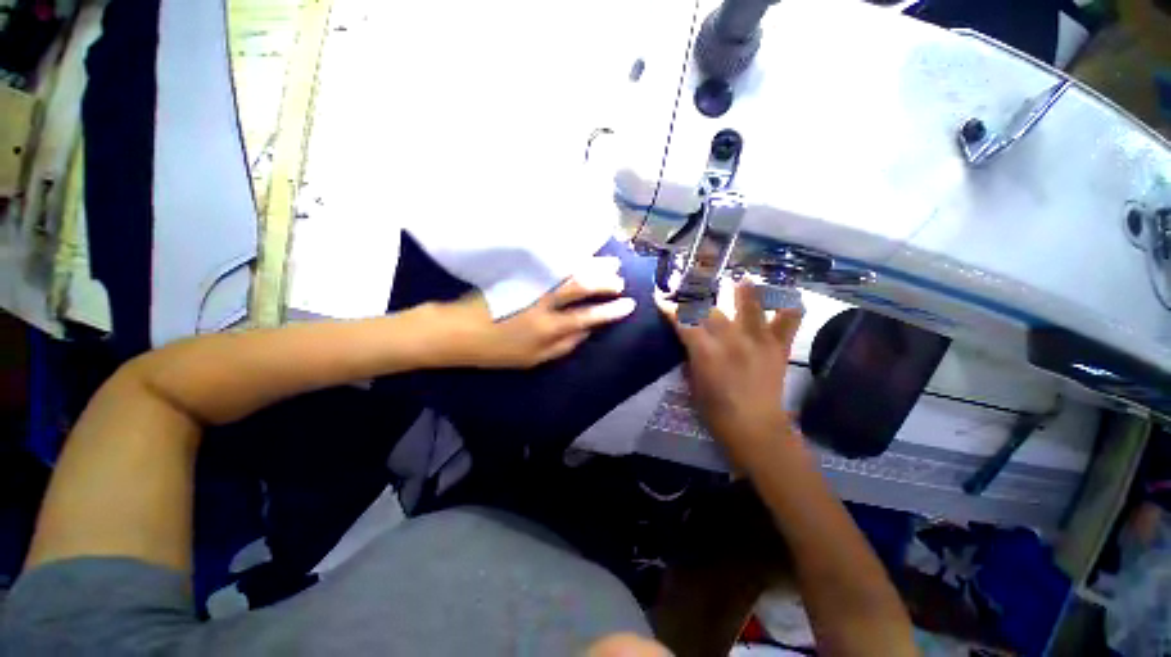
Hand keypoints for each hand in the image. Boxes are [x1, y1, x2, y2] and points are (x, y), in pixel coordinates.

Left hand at [439, 256, 636, 368]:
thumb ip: (564, 345)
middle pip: (582, 287)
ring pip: (569, 271)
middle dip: (606, 283)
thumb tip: (587, 330)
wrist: (456, 331)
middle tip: (620, 280)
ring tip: (611, 263)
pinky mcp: (520, 273)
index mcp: (548, 329)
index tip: (628, 305)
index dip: (610, 311)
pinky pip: (551, 263)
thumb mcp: (533, 359)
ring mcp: (531, 285)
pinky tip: (581, 255)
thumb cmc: (497, 351)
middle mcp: (544, 304)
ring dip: (593, 266)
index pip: (589, 317)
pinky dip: (570, 258)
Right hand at [657, 283, 801, 461]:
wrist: (755, 429)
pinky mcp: (777, 347)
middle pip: (711, 310)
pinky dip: (788, 309)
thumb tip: (690, 341)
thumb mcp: (693, 383)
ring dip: (745, 291)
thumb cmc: (717, 411)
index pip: (683, 321)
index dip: (670, 308)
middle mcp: (731, 339)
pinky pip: (787, 322)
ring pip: (750, 306)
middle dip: (697, 299)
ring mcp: (757, 340)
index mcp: (705, 350)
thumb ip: (691, 358)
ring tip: (743, 279)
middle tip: (692, 290)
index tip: (661, 297)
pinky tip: (788, 298)